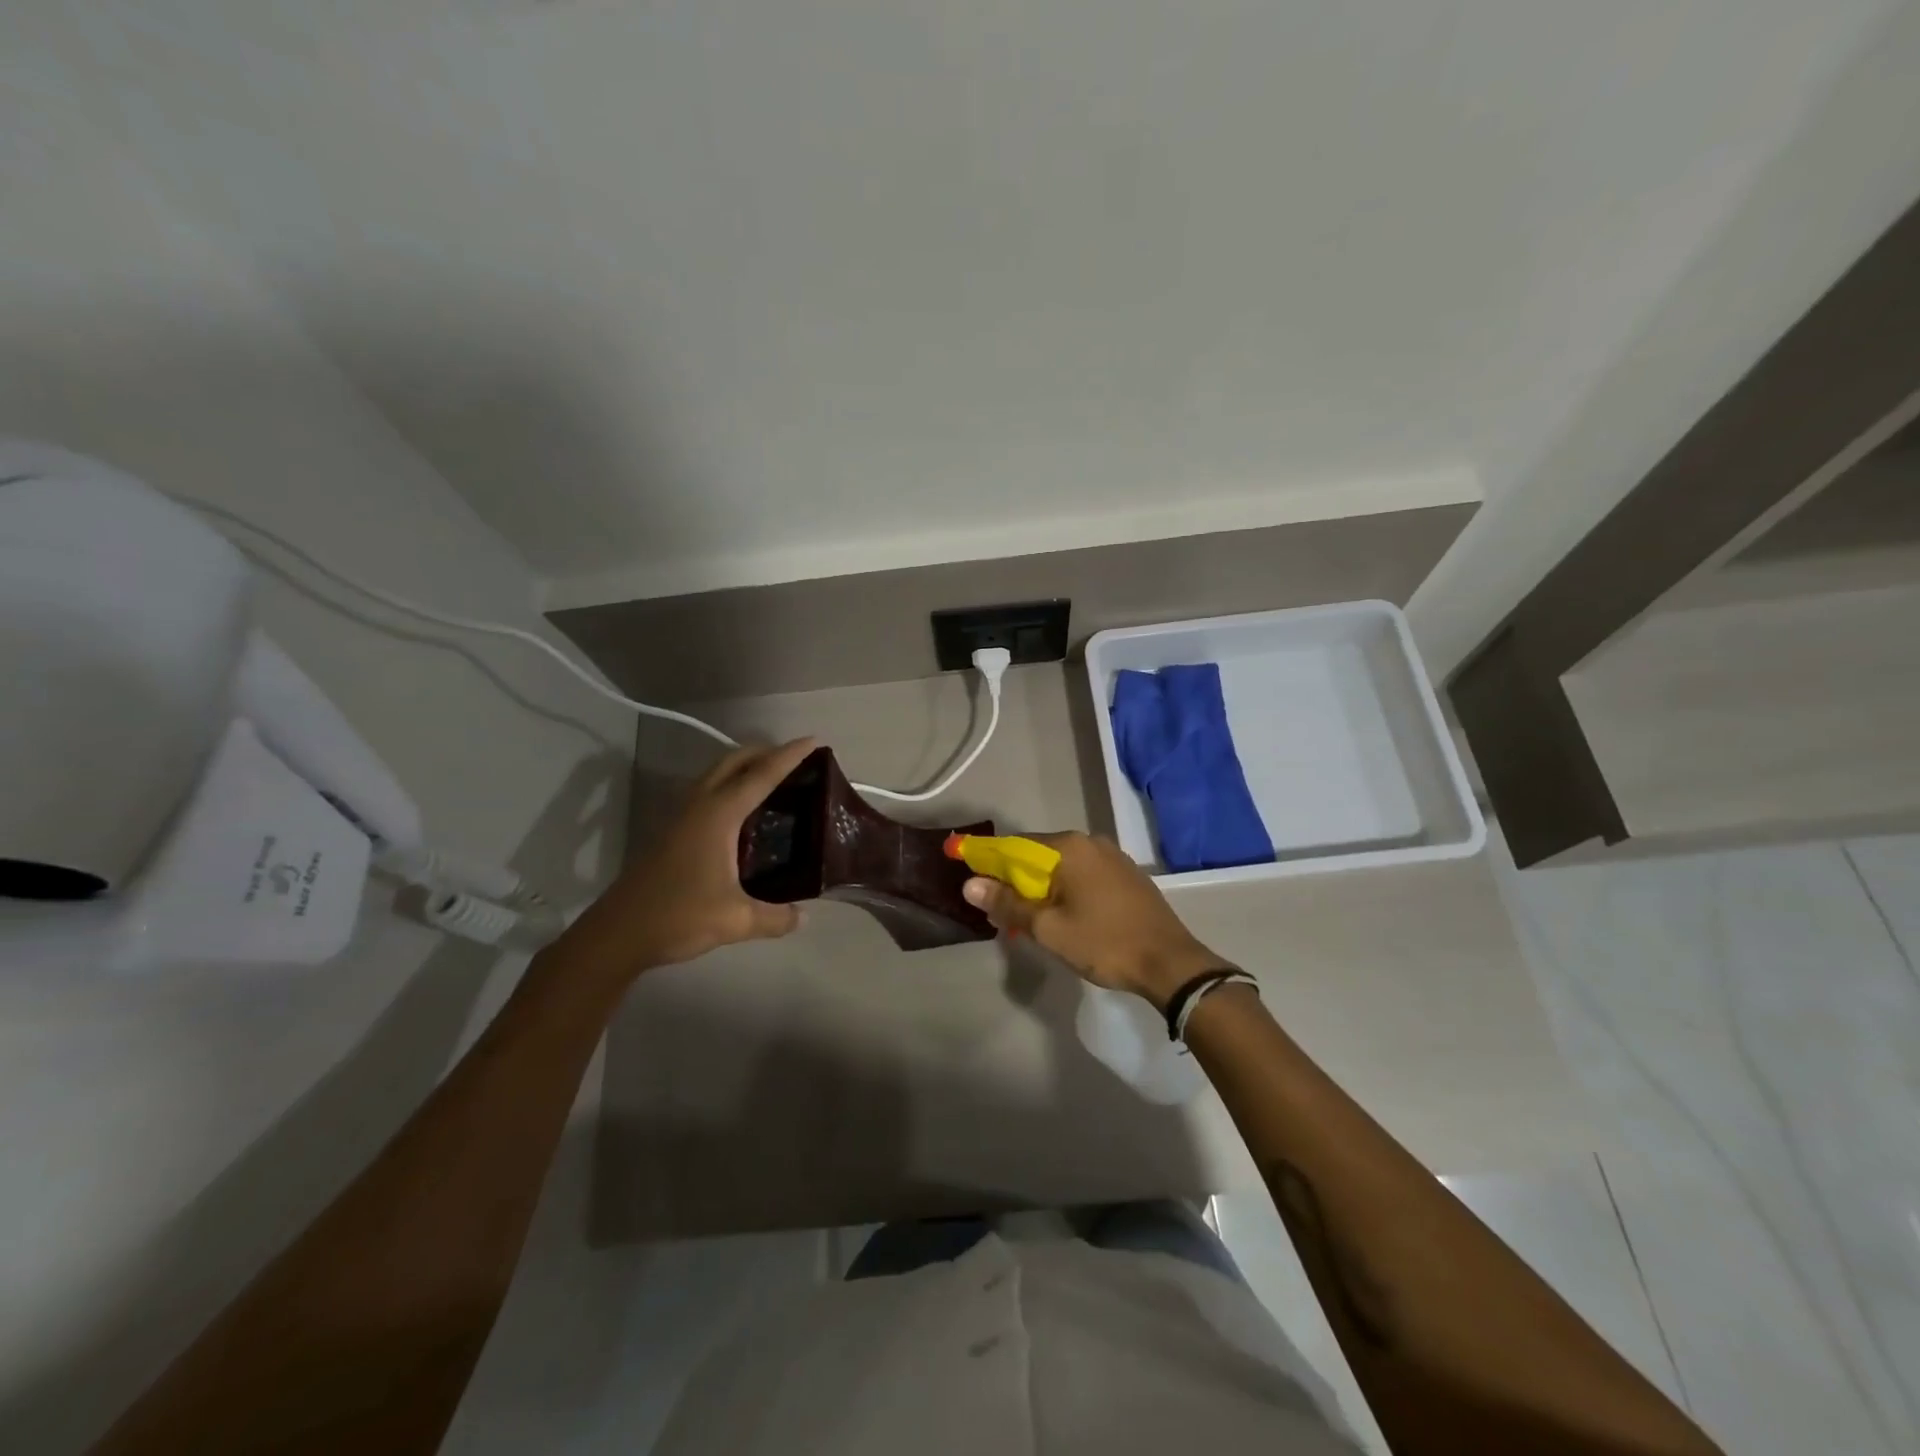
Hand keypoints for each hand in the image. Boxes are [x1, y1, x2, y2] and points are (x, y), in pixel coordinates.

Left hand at [561, 738, 816, 979]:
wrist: (618, 933)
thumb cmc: (678, 917)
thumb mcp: (735, 921)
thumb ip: (775, 918)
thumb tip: (803, 918)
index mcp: (719, 815)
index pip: (761, 775)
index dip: (789, 756)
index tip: (813, 740)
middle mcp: (700, 805)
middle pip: (734, 761)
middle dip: (765, 751)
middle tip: (796, 758)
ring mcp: (681, 815)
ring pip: (717, 773)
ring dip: (745, 766)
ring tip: (773, 777)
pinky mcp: (672, 830)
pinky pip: (708, 790)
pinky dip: (731, 785)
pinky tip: (743, 810)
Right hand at [962, 831, 1226, 1009]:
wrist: (1171, 963)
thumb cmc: (1104, 943)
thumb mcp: (1048, 929)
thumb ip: (1008, 904)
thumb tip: (969, 884)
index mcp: (1070, 847)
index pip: (1015, 846)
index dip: (990, 863)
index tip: (973, 882)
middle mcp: (1091, 842)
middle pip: (1039, 855)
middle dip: (1016, 881)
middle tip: (1002, 913)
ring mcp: (1113, 857)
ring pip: (1063, 867)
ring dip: (1042, 888)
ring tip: (1030, 920)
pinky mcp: (1127, 875)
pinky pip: (1084, 875)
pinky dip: (1066, 890)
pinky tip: (1065, 916)